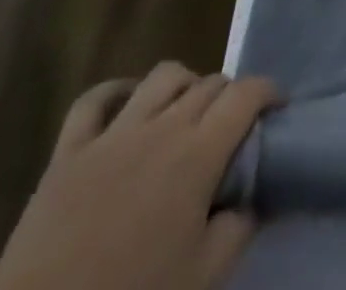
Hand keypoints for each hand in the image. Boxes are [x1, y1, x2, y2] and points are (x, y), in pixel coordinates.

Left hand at [0, 63, 279, 289]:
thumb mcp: (204, 275)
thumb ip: (238, 227)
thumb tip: (249, 198)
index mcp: (199, 152)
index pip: (248, 93)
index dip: (269, 92)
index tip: (277, 109)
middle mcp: (162, 127)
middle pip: (211, 82)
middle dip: (230, 95)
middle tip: (231, 127)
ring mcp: (112, 135)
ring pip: (163, 76)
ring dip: (184, 86)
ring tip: (185, 113)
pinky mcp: (67, 153)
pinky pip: (93, 101)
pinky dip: (116, 92)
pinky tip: (128, 105)